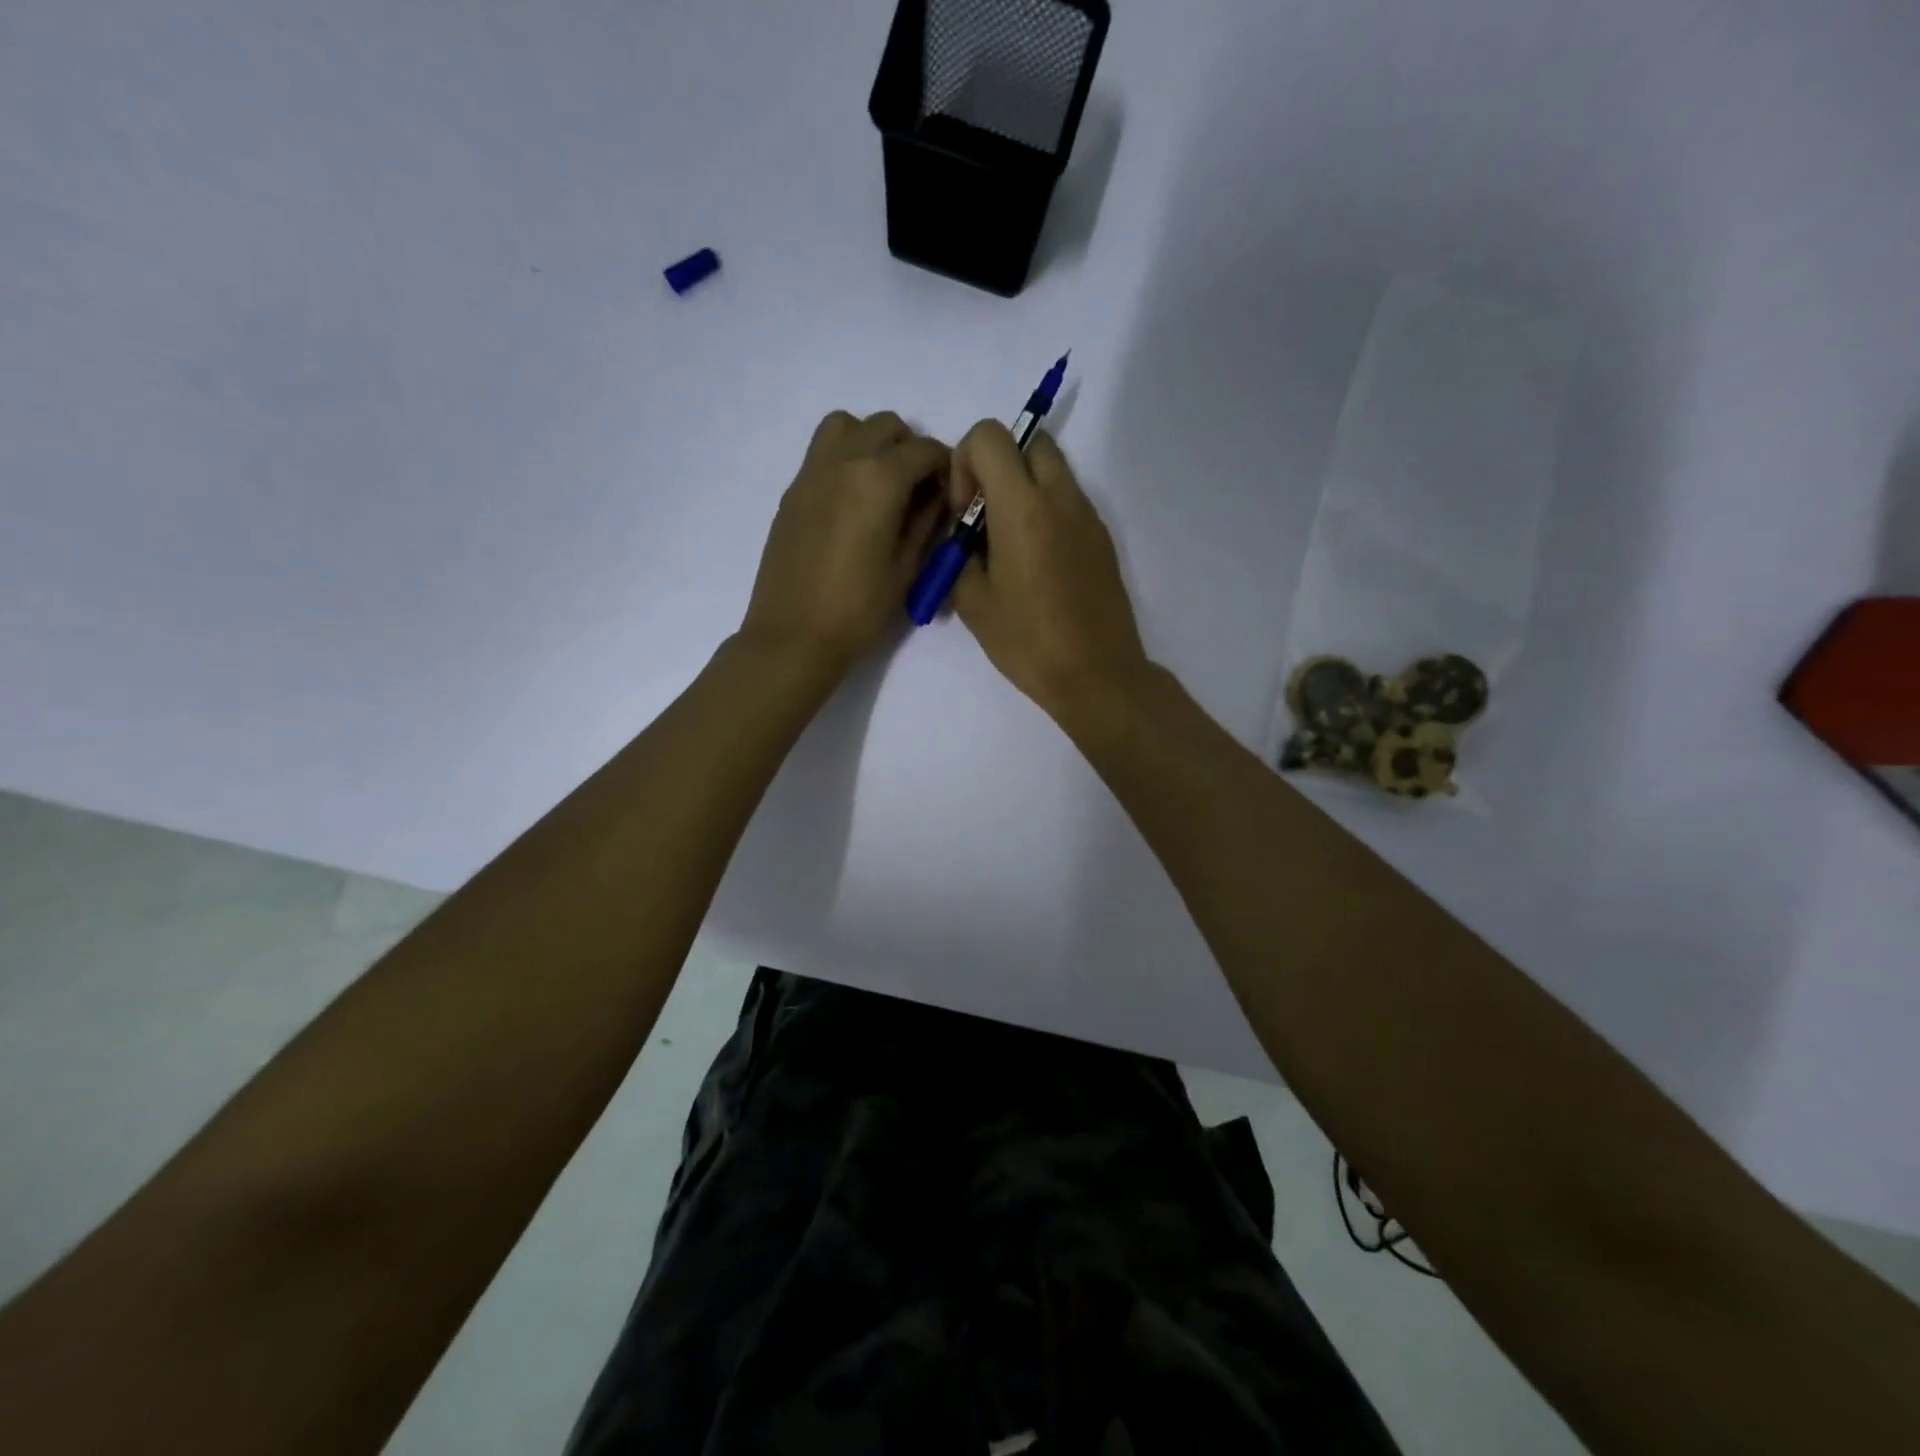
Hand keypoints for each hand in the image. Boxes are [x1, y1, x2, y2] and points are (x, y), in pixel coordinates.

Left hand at [740, 411, 949, 676]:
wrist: (793, 635)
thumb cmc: (858, 609)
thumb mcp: (907, 569)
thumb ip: (927, 522)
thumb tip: (937, 496)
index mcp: (878, 479)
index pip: (923, 448)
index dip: (945, 464)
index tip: (949, 489)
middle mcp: (843, 461)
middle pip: (885, 425)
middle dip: (909, 448)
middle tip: (918, 488)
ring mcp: (812, 472)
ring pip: (847, 426)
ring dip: (871, 441)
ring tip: (881, 483)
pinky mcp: (793, 491)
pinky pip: (823, 452)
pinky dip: (845, 458)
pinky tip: (853, 502)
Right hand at [948, 422, 1149, 721]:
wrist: (1096, 675)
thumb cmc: (1028, 642)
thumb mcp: (973, 603)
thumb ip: (957, 554)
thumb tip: (960, 534)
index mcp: (1023, 508)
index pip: (990, 435)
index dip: (965, 462)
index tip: (964, 510)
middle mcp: (1060, 498)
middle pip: (1029, 441)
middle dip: (998, 465)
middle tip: (985, 517)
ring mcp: (1088, 516)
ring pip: (1052, 468)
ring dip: (1023, 487)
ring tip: (1008, 543)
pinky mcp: (1102, 537)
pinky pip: (1069, 500)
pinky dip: (1046, 510)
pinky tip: (1036, 563)